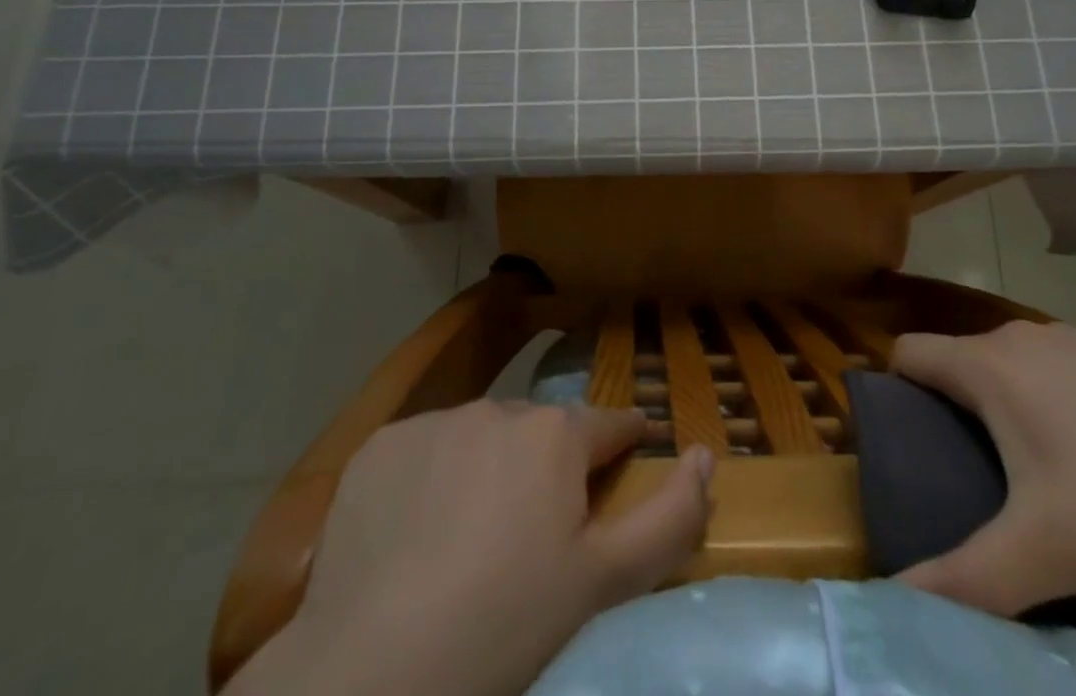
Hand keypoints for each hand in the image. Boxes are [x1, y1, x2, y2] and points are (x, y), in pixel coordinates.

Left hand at [238, 401, 714, 695]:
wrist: (370, 673)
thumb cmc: (504, 626)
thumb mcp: (601, 583)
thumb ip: (669, 517)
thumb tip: (706, 454)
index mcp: (555, 433)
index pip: (608, 425)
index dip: (624, 442)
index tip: (628, 455)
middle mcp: (499, 407)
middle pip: (540, 432)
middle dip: (549, 466)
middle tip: (537, 531)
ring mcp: (434, 421)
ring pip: (480, 437)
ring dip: (488, 469)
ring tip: (472, 537)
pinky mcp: (381, 445)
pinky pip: (423, 451)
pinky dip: (430, 480)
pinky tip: (416, 533)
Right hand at [891, 320, 1075, 616]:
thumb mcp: (1045, 554)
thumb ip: (966, 579)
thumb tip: (895, 601)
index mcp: (988, 366)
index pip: (908, 353)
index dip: (892, 391)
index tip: (902, 442)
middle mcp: (1018, 337)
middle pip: (955, 360)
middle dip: (946, 407)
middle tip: (962, 475)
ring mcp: (1067, 338)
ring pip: (1003, 363)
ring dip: (997, 403)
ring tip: (1024, 470)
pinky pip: (1048, 366)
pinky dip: (1043, 397)